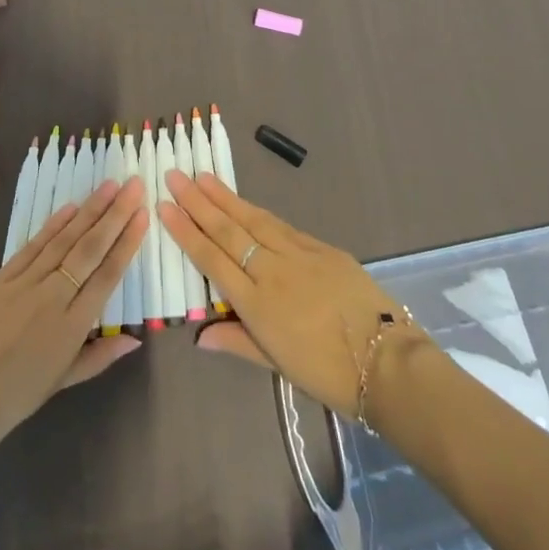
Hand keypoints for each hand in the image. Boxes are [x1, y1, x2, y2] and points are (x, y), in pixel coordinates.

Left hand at [0, 176, 149, 465]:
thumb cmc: (6, 404)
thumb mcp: (57, 386)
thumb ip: (96, 358)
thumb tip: (134, 339)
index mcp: (70, 328)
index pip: (106, 275)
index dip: (127, 243)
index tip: (143, 214)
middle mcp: (52, 297)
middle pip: (89, 249)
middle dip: (115, 215)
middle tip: (134, 185)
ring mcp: (24, 283)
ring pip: (64, 240)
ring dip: (89, 210)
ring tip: (109, 186)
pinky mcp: (0, 278)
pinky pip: (33, 246)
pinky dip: (53, 225)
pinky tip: (70, 208)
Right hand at [159, 170, 404, 416]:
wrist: (385, 359)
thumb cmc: (327, 373)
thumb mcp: (277, 364)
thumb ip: (237, 342)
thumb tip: (199, 336)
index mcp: (256, 304)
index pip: (212, 259)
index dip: (186, 232)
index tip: (164, 206)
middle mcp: (271, 271)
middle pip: (228, 230)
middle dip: (198, 202)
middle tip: (175, 176)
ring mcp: (297, 254)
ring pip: (253, 219)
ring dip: (224, 197)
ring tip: (202, 177)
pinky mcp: (321, 247)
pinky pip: (281, 225)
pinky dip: (257, 211)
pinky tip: (245, 202)